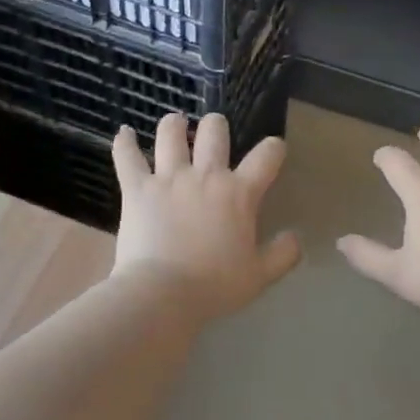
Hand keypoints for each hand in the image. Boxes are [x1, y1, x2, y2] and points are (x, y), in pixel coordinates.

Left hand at [112, 113, 301, 319]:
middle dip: (216, 126)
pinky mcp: (137, 189)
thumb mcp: (259, 276)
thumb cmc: (214, 286)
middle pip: (214, 131)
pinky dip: (125, 143)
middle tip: (214, 132)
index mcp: (239, 194)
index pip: (266, 156)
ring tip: (175, 124)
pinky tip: (125, 134)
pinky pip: (127, 157)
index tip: (273, 150)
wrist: (162, 295)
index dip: (274, 148)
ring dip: (174, 125)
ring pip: (171, 134)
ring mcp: (168, 179)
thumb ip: (283, 254)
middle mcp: (205, 176)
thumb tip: (295, 237)